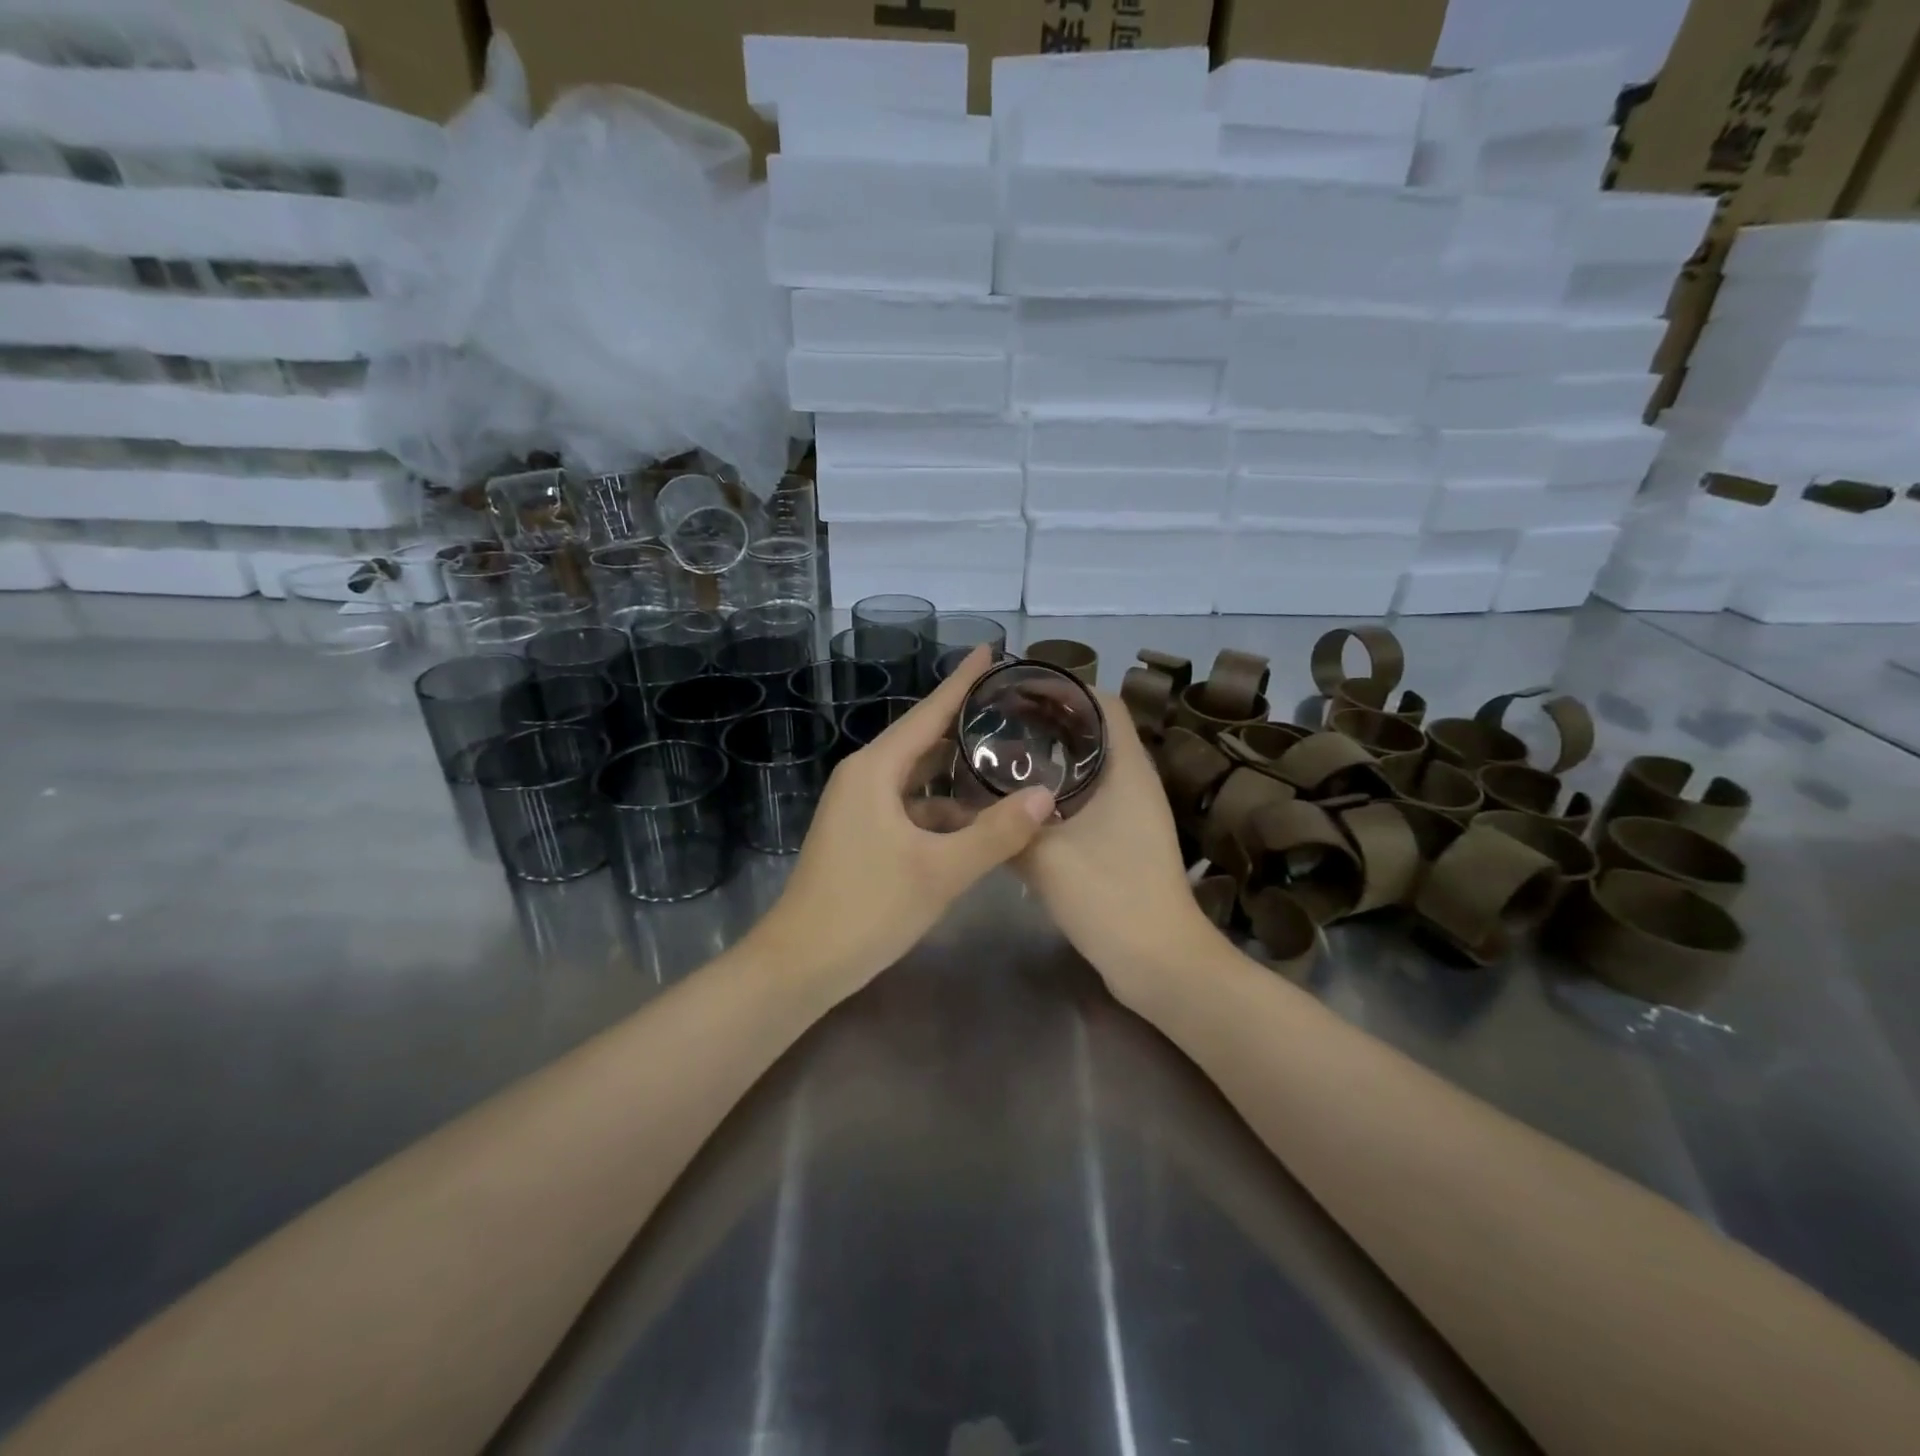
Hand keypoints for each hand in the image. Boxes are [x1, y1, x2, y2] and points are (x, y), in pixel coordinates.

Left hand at [753, 646, 1054, 997]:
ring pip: (918, 778)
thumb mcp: (941, 872)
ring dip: (957, 775)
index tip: (993, 650)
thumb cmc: (867, 909)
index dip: (962, 682)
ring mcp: (859, 807)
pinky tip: (975, 822)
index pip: (928, 713)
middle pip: (924, 740)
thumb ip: (996, 834)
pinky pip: (909, 807)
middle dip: (967, 727)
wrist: (801, 964)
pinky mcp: (861, 835)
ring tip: (1007, 764)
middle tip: (1016, 711)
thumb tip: (1047, 795)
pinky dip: (941, 809)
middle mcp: (864, 778)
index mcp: (876, 770)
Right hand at [1016, 694, 1219, 1010]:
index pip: (1104, 703)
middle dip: (1051, 720)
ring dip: (1055, 757)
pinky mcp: (1126, 840)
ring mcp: (1134, 813)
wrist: (1158, 962)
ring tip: (1004, 753)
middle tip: (1000, 720)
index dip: (1066, 687)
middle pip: (1096, 730)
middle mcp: (1136, 782)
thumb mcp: (1046, 857)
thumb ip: (1004, 827)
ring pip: (1092, 766)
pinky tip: (1023, 804)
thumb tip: (963, 804)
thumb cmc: (1109, 896)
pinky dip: (1060, 790)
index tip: (1019, 689)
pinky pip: (1092, 797)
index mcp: (1127, 770)